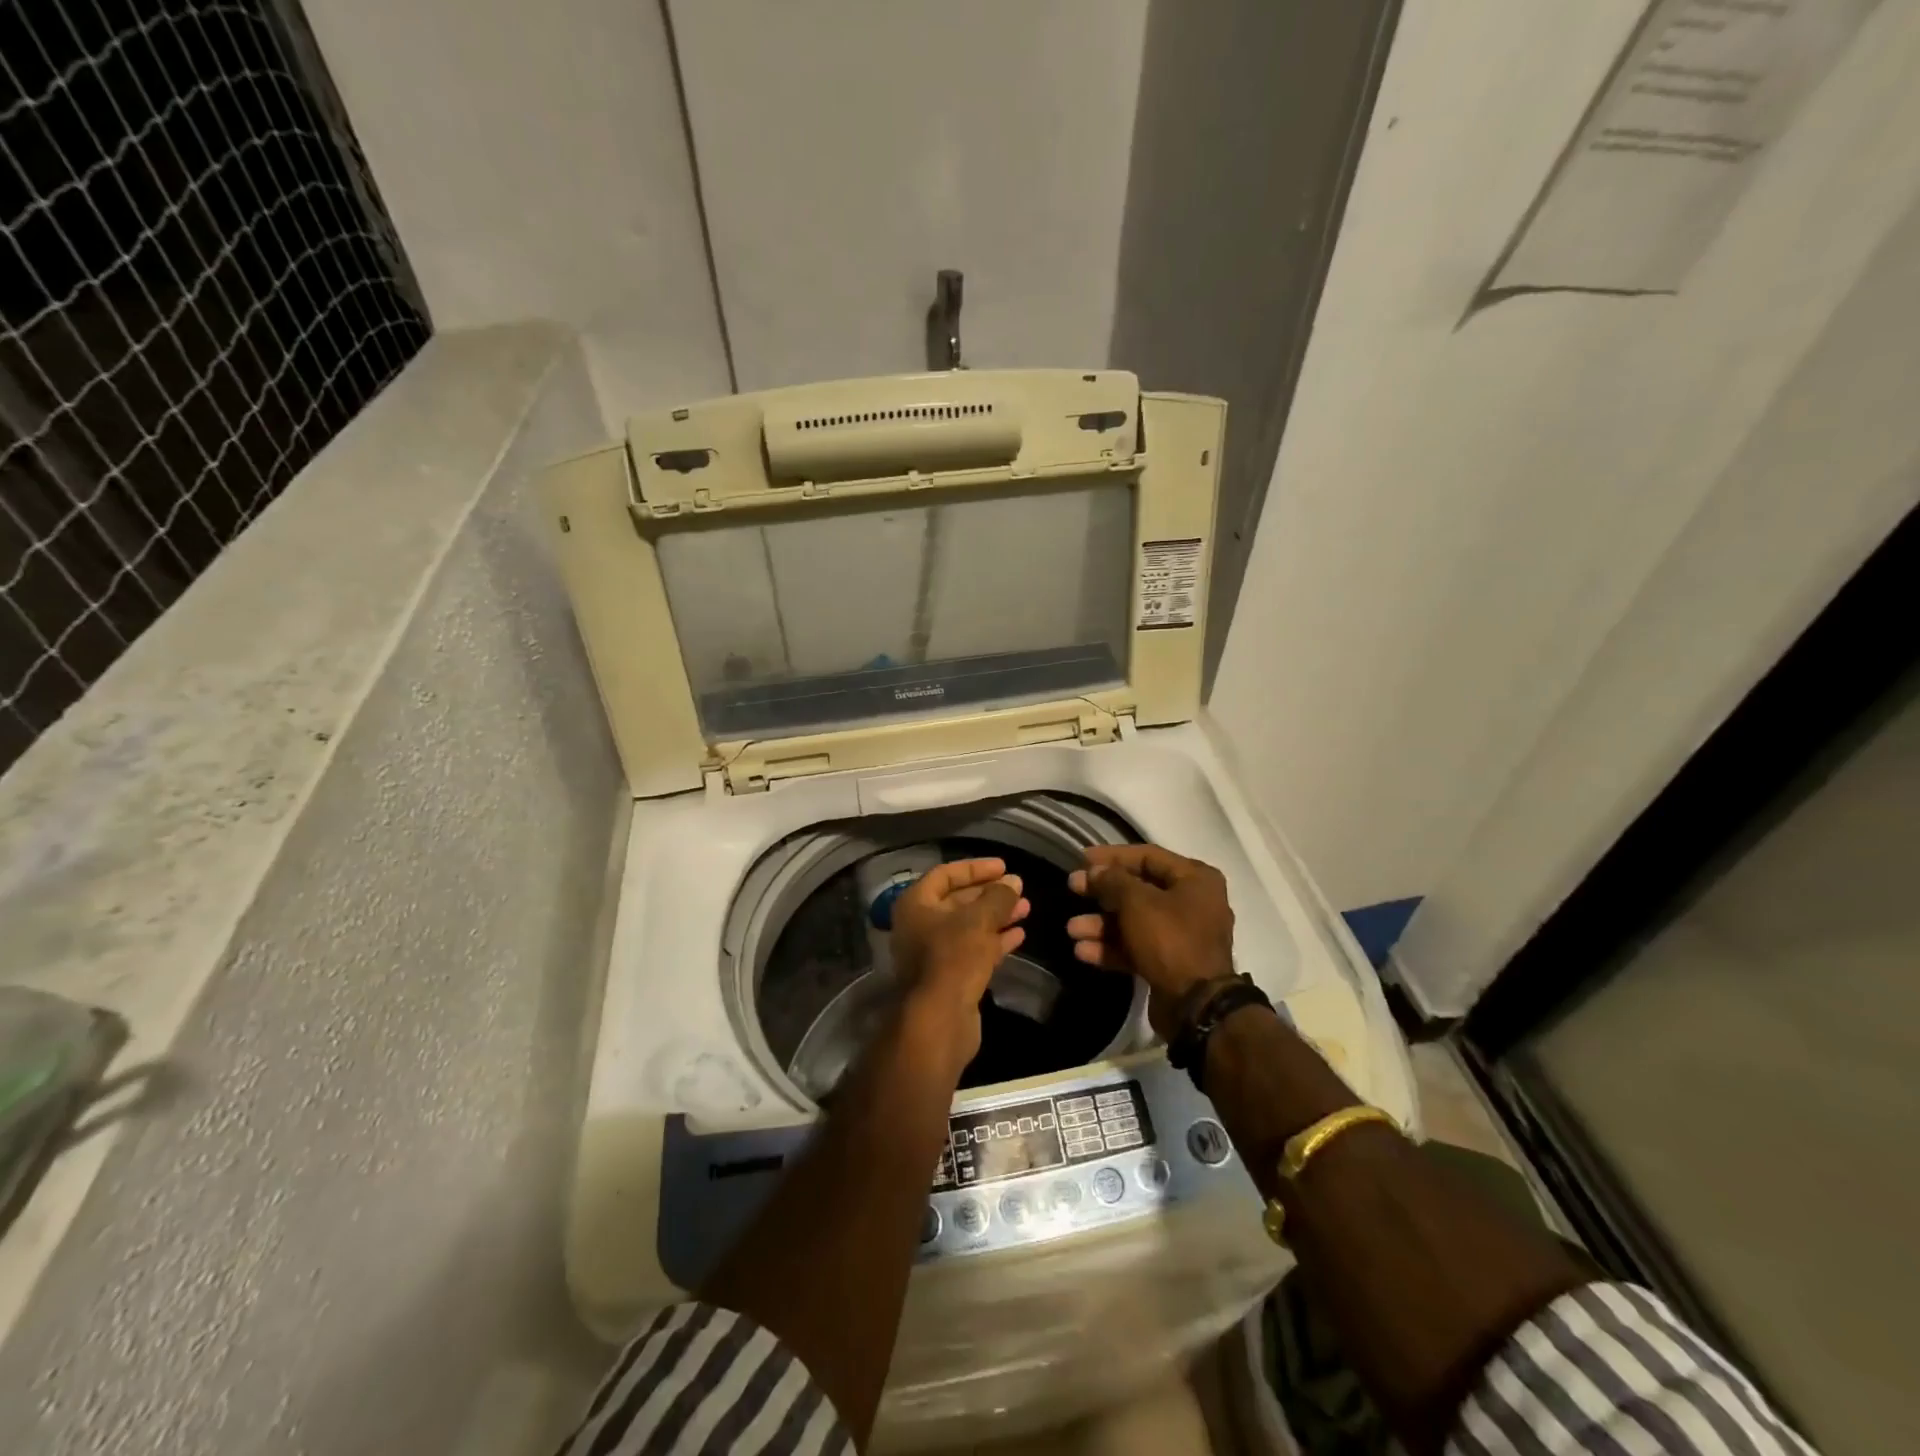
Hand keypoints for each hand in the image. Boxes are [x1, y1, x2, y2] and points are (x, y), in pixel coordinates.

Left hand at [890, 857, 1029, 1066]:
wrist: (939, 1020)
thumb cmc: (953, 958)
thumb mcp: (979, 920)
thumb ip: (998, 898)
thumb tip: (1014, 882)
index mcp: (916, 904)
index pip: (946, 874)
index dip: (975, 868)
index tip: (1004, 867)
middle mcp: (920, 925)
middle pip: (958, 900)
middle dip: (990, 894)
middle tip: (1019, 888)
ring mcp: (934, 953)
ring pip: (969, 926)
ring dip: (997, 916)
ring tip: (1026, 909)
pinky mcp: (950, 976)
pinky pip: (974, 950)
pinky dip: (995, 940)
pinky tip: (1019, 935)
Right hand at [1067, 845, 1234, 1035]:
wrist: (1196, 1006)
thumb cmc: (1170, 939)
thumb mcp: (1137, 902)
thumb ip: (1113, 880)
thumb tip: (1096, 871)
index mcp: (1195, 879)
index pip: (1148, 856)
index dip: (1113, 855)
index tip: (1082, 857)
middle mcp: (1192, 903)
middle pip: (1138, 889)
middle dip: (1102, 892)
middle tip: (1073, 889)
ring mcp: (1181, 936)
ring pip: (1133, 921)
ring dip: (1101, 924)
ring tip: (1072, 929)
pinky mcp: (1169, 963)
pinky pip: (1136, 947)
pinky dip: (1111, 948)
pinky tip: (1083, 952)